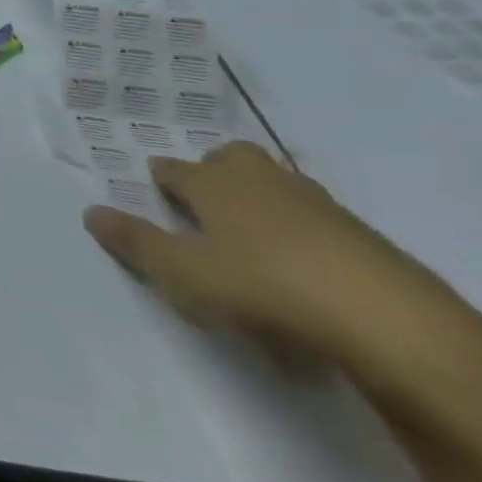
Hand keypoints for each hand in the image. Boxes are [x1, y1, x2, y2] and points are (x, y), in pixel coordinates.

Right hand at [83, 142, 481, 377]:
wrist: (392, 324)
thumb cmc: (264, 289)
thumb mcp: (184, 274)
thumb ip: (136, 243)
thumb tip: (90, 211)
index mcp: (214, 184)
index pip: (175, 169)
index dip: (161, 179)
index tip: (155, 192)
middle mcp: (262, 181)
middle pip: (232, 158)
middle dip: (215, 171)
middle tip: (206, 205)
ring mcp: (319, 206)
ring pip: (278, 185)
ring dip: (261, 200)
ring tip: (252, 240)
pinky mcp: (366, 238)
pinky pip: (318, 221)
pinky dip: (302, 233)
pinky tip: (304, 271)